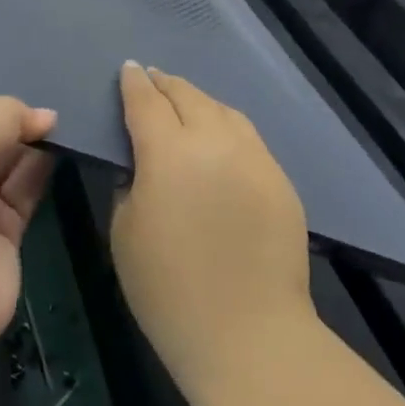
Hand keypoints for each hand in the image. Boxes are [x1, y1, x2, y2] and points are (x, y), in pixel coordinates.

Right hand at [111, 62, 313, 392]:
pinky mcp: (281, 182)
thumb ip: (129, 184)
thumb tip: (140, 165)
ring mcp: (255, 159)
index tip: (127, 69)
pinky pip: (248, 139)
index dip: (133, 82)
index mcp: (169, 151)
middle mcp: (216, 141)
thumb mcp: (124, 231)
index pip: (146, 101)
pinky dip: (226, 127)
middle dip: (166, 84)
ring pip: (225, 111)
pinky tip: (219, 141)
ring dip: (199, 101)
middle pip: (189, 96)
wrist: (249, 335)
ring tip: (185, 104)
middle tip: (151, 80)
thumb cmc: (169, 289)